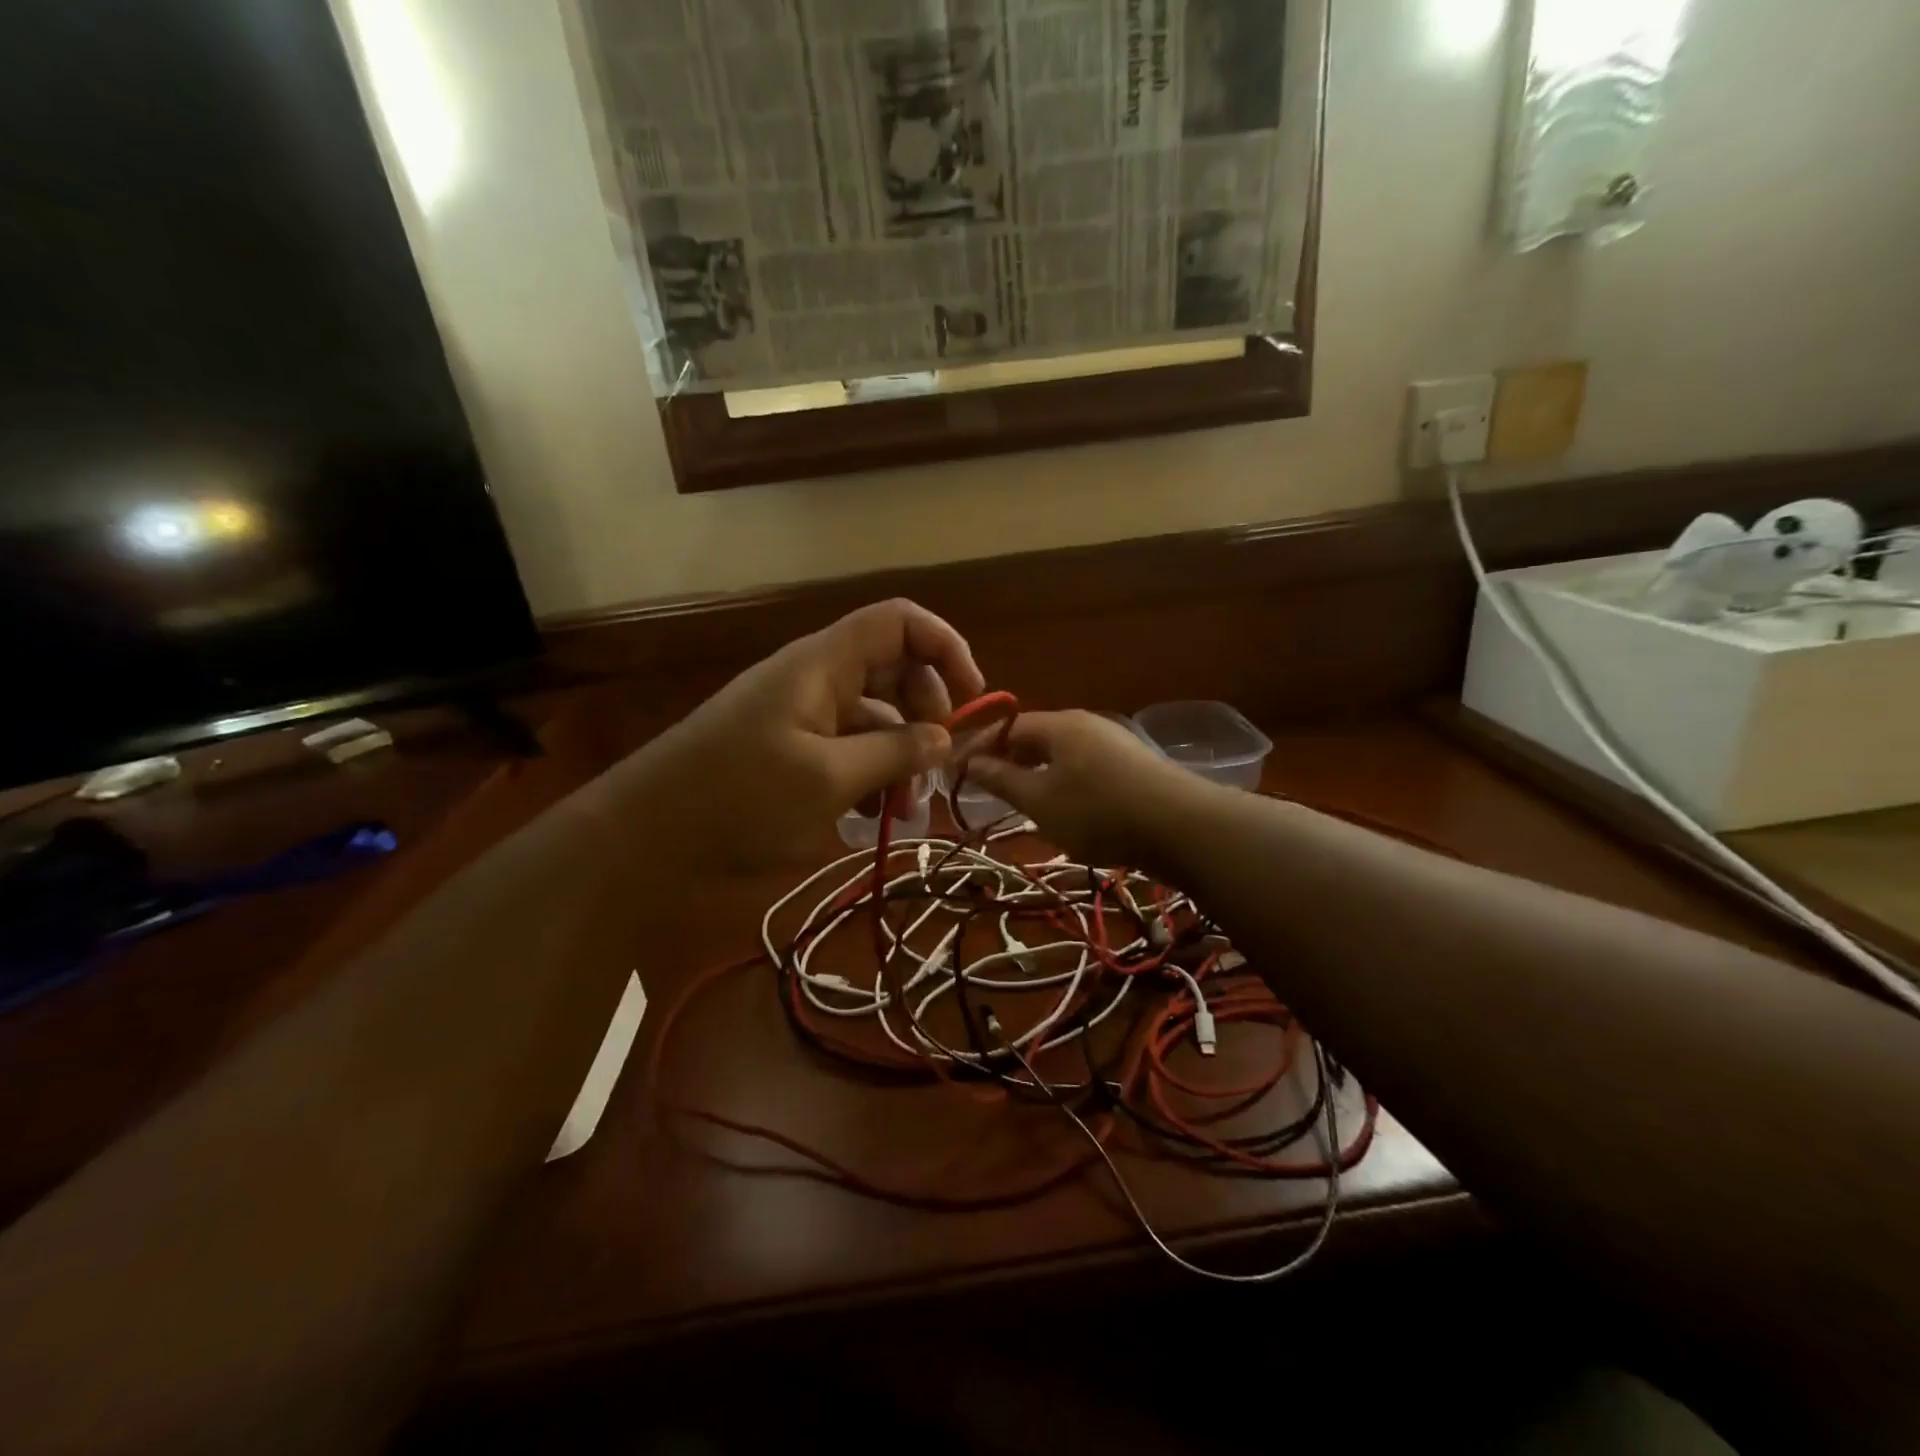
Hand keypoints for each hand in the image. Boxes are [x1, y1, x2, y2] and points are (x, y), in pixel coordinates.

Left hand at [613, 599, 984, 870]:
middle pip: (894, 670)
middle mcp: (815, 677)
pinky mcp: (787, 746)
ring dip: (899, 756)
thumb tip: (946, 738)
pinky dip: (868, 773)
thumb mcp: (829, 780)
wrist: (645, 835)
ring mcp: (799, 713)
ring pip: (872, 716)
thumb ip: (895, 753)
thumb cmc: (739, 798)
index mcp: (824, 664)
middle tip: (940, 766)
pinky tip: (873, 816)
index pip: (900, 621)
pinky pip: (845, 745)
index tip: (973, 701)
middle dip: (928, 715)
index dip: (946, 648)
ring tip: (908, 811)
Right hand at [967, 710, 1205, 868]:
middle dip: (1010, 762)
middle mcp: (1087, 725)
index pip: (1008, 726)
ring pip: (1063, 756)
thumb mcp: (1040, 801)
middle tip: (991, 792)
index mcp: (1059, 725)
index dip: (980, 748)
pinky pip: (1087, 769)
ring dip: (1039, 776)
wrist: (1182, 827)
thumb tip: (970, 761)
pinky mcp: (1135, 767)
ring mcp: (1115, 744)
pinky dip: (1067, 785)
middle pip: (1037, 738)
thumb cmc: (1098, 812)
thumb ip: (1002, 780)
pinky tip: (1070, 813)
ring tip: (1027, 806)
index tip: (958, 772)